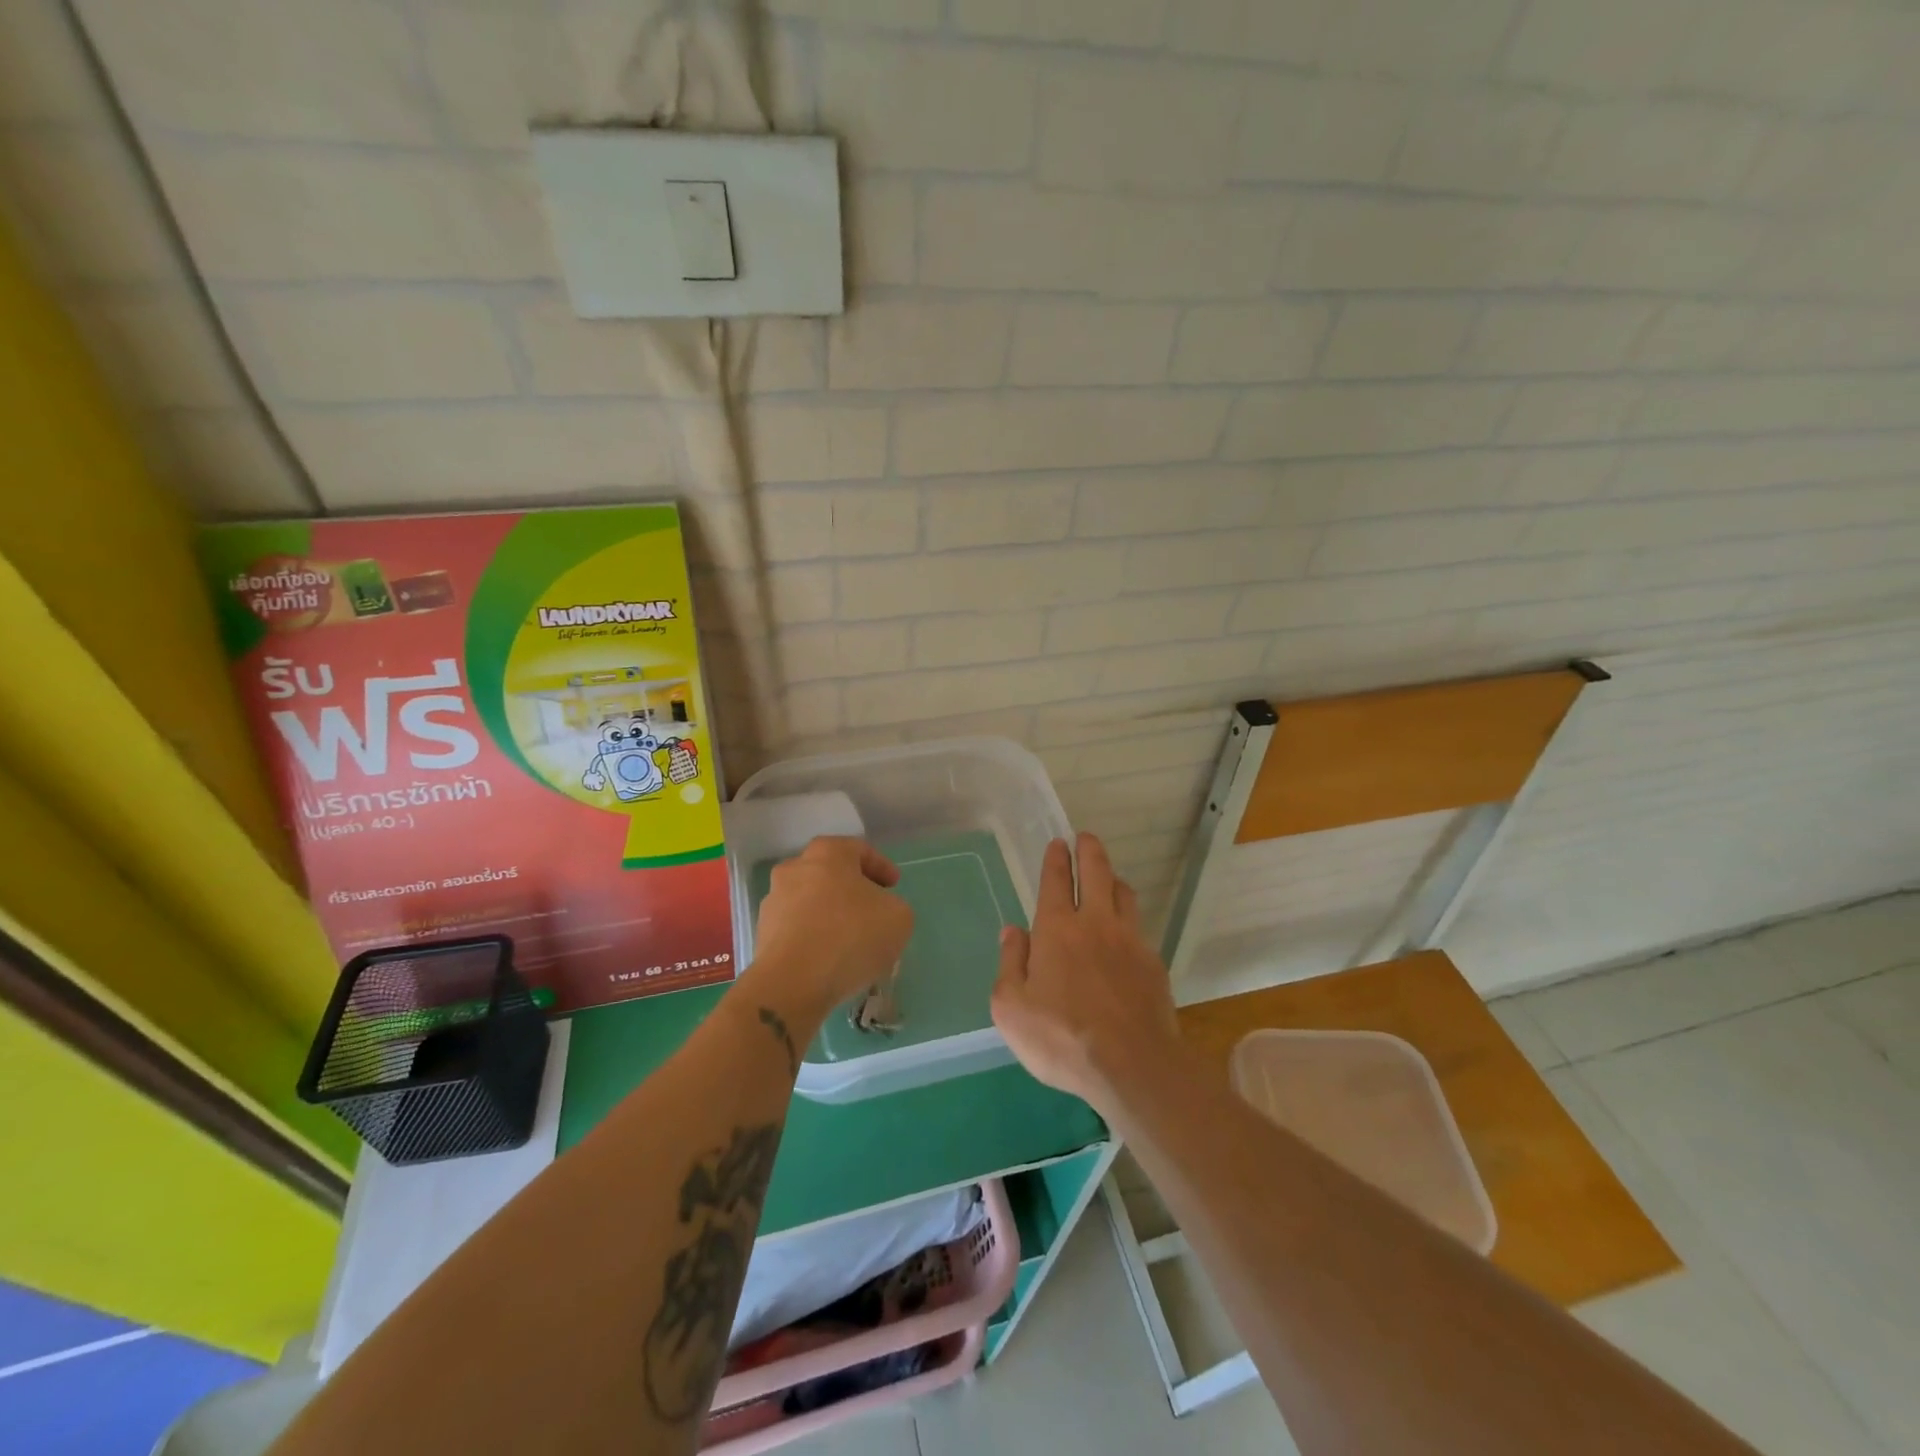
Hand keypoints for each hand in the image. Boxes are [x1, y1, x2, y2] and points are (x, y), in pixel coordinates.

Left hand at [750, 836, 914, 1022]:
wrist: (793, 982)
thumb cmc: (851, 936)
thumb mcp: (898, 917)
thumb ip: (893, 906)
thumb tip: (879, 912)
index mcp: (827, 853)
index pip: (859, 849)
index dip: (881, 866)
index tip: (894, 885)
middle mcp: (795, 869)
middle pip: (830, 874)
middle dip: (852, 890)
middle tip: (873, 910)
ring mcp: (774, 901)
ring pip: (811, 902)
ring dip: (831, 915)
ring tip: (852, 941)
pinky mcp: (762, 934)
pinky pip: (797, 929)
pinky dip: (815, 938)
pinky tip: (831, 960)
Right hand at [992, 833, 1180, 1112]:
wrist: (1132, 1065)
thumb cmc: (1061, 1038)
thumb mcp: (1011, 1008)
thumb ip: (1011, 963)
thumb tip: (1012, 931)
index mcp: (1057, 930)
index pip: (1055, 881)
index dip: (1056, 859)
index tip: (1058, 843)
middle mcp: (1095, 924)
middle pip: (1096, 873)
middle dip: (1089, 851)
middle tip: (1085, 838)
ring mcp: (1130, 941)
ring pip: (1124, 894)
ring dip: (1113, 879)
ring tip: (1108, 877)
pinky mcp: (1154, 963)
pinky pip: (1139, 926)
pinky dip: (1129, 916)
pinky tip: (1125, 931)